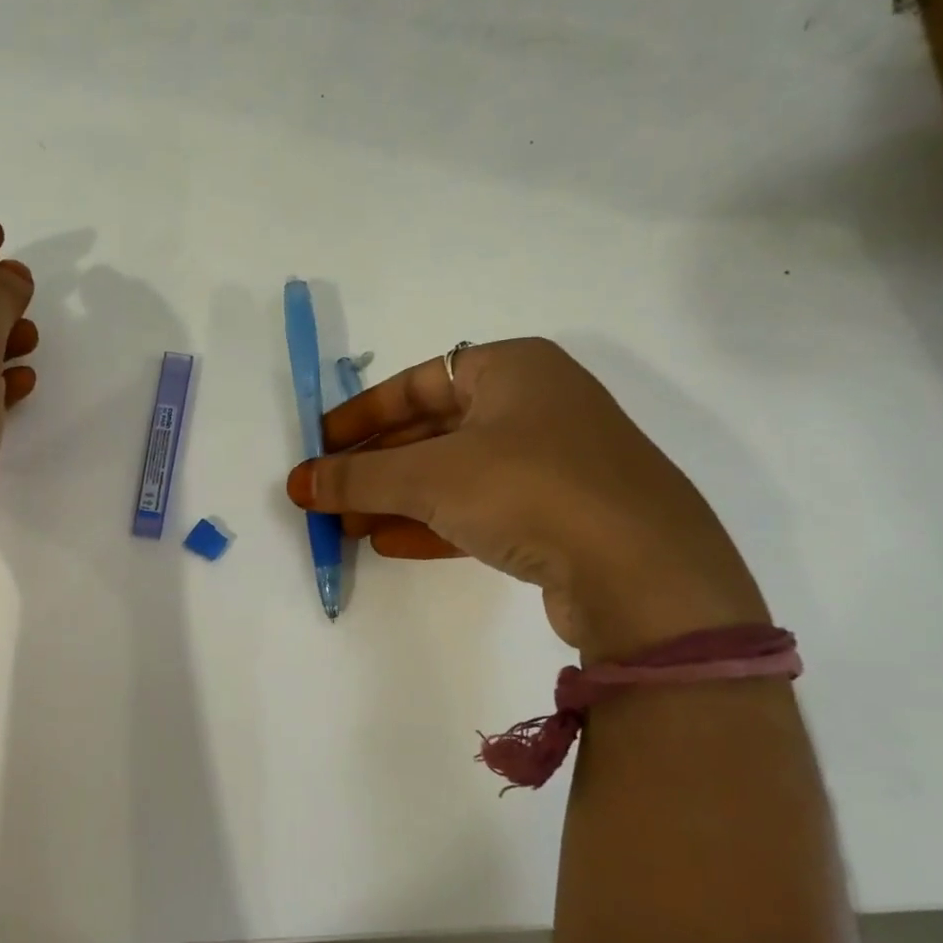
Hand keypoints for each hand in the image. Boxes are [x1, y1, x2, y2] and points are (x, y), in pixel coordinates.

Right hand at [285, 338, 766, 659]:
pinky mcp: (564, 515)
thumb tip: (298, 483)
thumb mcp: (429, 476)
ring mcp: (555, 462)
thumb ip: (357, 477)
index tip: (321, 446)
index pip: (417, 381)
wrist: (644, 574)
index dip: (361, 414)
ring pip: (456, 474)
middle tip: (328, 496)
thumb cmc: (529, 488)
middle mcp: (537, 405)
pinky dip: (435, 523)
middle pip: (433, 430)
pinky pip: (483, 509)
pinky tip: (391, 544)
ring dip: (398, 499)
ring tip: (348, 527)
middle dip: (376, 467)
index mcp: (513, 368)